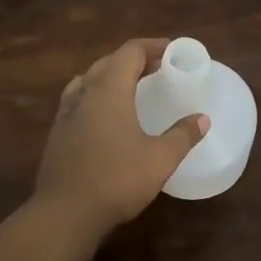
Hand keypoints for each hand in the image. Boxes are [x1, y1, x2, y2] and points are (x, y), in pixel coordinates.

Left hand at [34, 39, 208, 237]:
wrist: (64, 213)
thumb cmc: (116, 180)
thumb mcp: (159, 160)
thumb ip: (182, 136)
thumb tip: (203, 119)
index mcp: (109, 90)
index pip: (130, 52)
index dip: (152, 46)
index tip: (172, 51)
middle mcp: (85, 93)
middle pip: (109, 62)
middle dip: (134, 59)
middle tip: (158, 68)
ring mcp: (67, 113)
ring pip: (89, 79)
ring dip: (112, 75)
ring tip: (132, 86)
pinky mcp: (58, 133)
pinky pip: (78, 99)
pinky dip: (96, 95)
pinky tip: (105, 115)